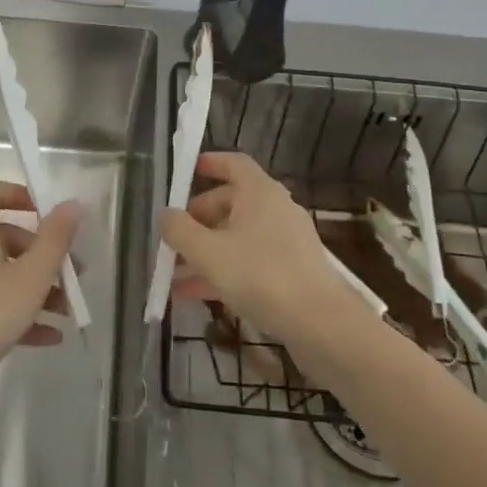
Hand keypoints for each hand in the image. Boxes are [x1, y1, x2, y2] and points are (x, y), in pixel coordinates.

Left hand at [0, 180, 80, 417]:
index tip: (49, 216)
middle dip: (41, 253)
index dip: (22, 196)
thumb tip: (72, 203)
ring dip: (33, 285)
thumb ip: (55, 239)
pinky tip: (47, 336)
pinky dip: (14, 308)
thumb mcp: (31, 278)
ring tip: (66, 311)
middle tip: (71, 274)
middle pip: (2, 235)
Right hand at [160, 152, 360, 345]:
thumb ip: (180, 231)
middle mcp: (275, 209)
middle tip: (172, 239)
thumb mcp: (208, 252)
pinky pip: (249, 261)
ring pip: (236, 237)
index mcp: (259, 192)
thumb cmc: (260, 275)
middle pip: (230, 203)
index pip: (233, 163)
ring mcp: (285, 241)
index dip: (209, 163)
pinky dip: (223, 270)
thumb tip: (165, 214)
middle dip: (197, 220)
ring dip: (205, 251)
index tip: (185, 172)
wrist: (320, 323)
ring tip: (173, 274)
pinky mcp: (290, 270)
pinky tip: (195, 295)